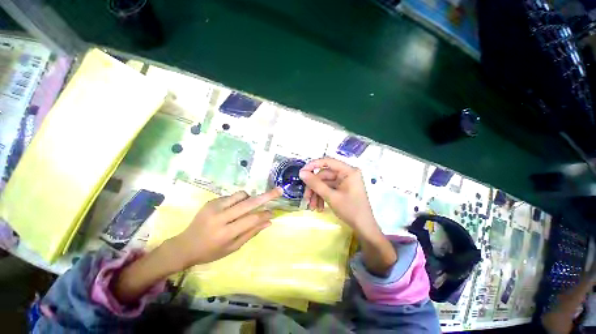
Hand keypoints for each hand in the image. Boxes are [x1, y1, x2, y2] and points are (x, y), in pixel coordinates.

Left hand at [171, 188, 281, 269]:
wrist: (184, 245)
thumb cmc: (210, 251)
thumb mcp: (233, 248)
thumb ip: (251, 233)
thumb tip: (268, 222)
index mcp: (226, 233)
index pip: (252, 220)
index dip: (265, 214)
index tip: (274, 212)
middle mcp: (221, 217)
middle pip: (248, 203)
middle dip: (266, 196)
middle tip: (278, 190)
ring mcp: (214, 207)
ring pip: (241, 195)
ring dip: (250, 198)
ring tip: (248, 207)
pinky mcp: (211, 201)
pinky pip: (232, 196)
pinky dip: (239, 200)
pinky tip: (233, 209)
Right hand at [300, 157, 396, 275]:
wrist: (364, 228)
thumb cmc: (351, 210)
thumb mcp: (331, 197)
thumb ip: (316, 184)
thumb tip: (301, 173)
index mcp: (348, 171)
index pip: (327, 161)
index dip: (313, 165)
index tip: (301, 173)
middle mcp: (346, 173)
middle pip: (324, 175)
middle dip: (314, 187)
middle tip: (306, 198)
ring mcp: (344, 181)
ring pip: (324, 183)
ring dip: (316, 194)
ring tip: (312, 207)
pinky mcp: (342, 188)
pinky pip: (328, 189)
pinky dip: (322, 197)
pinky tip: (318, 207)